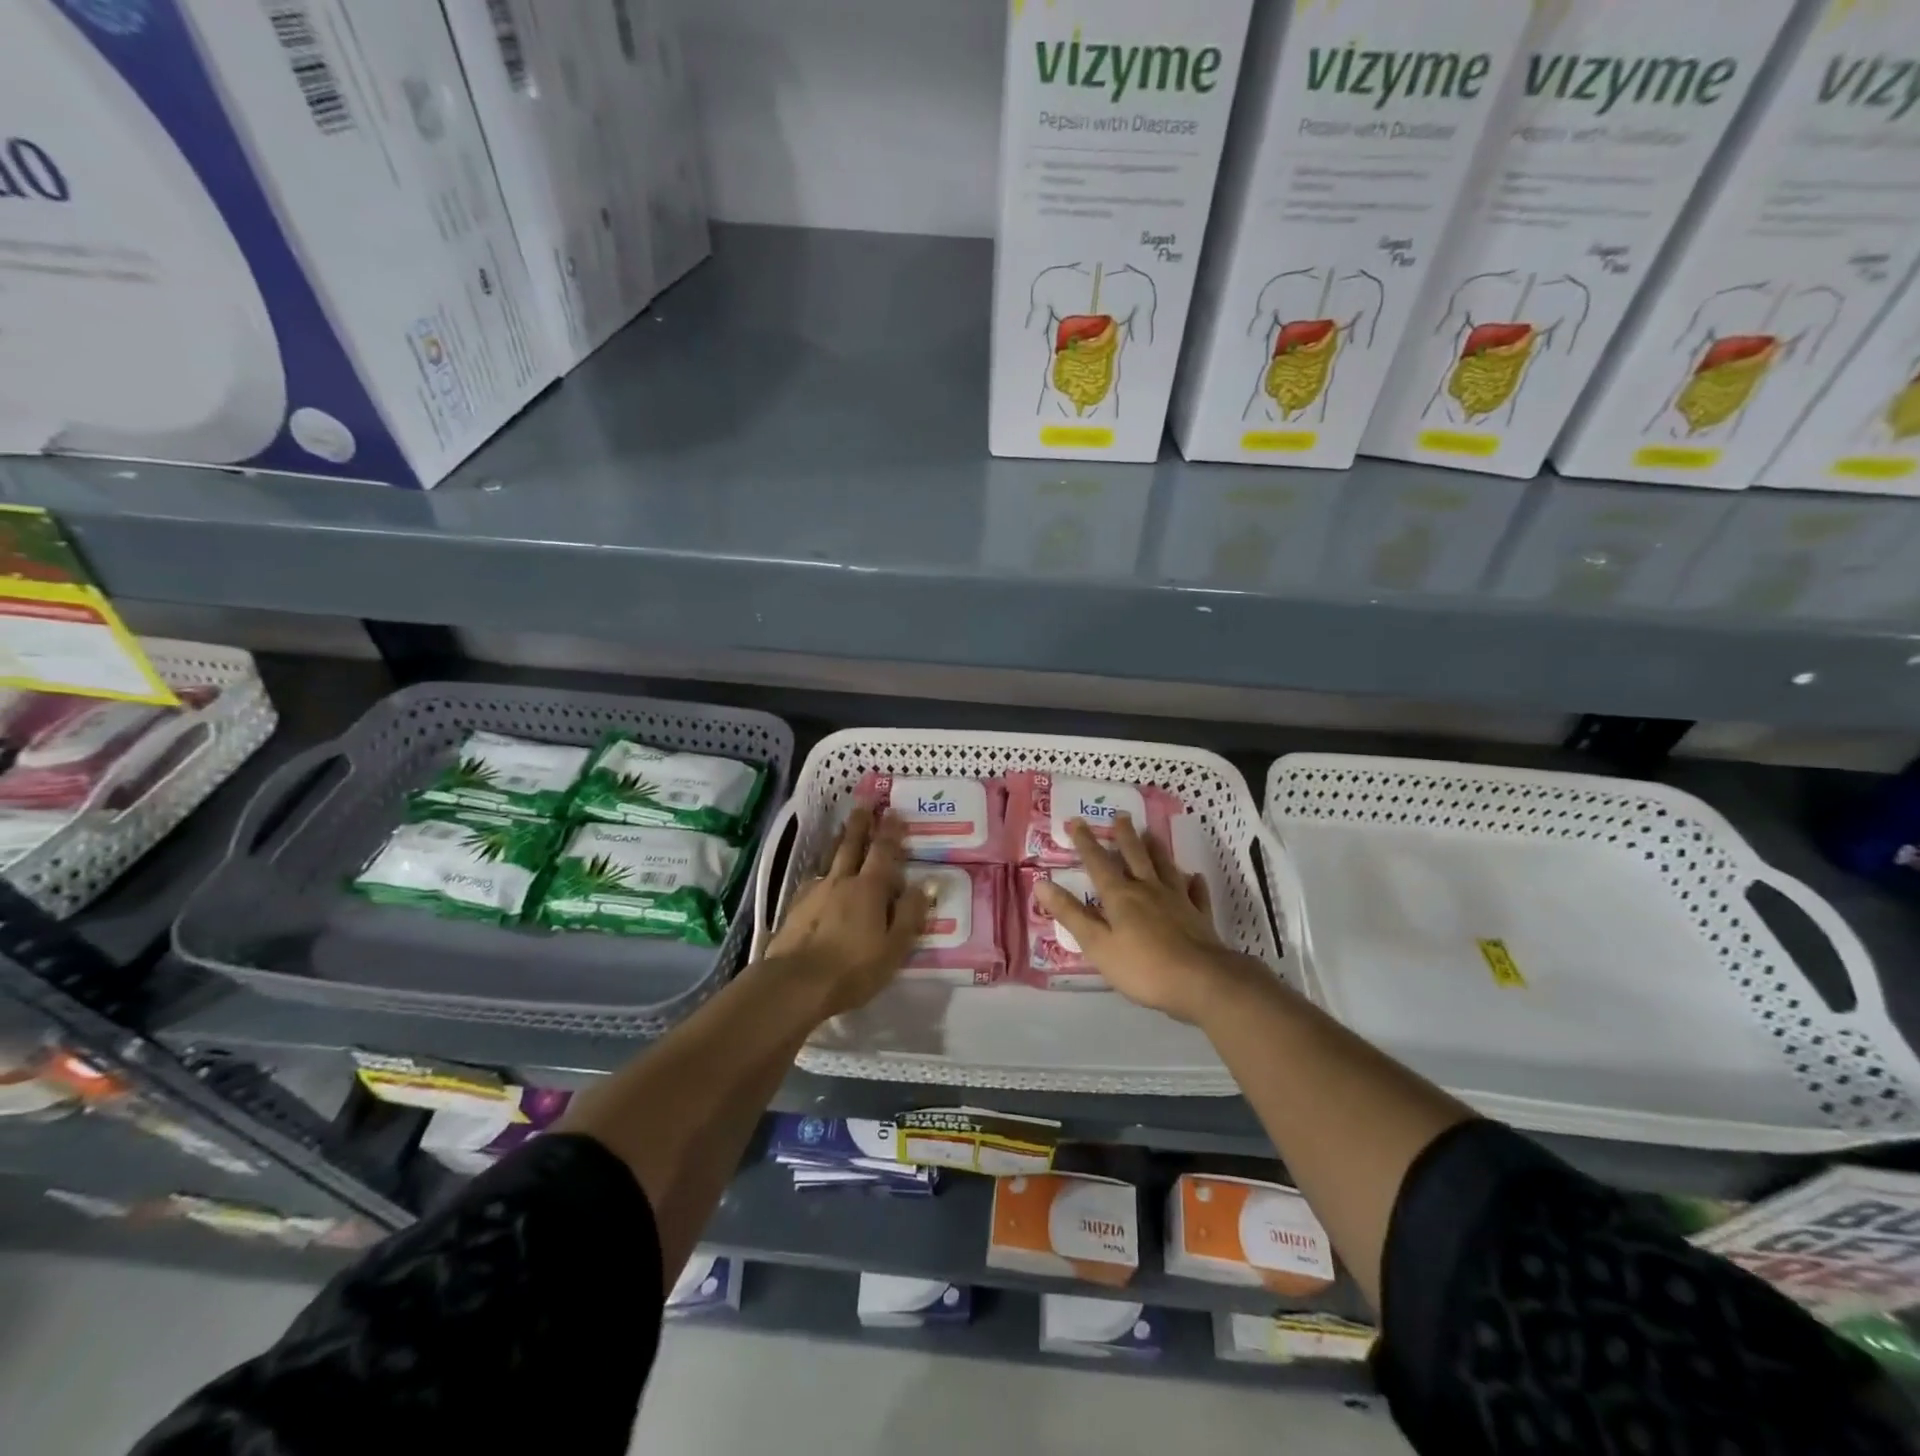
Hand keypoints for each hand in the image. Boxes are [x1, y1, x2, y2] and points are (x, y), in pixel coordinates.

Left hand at [765, 804, 931, 1018]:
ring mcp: (815, 892)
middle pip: (851, 845)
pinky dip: (821, 871)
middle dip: (860, 824)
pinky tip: (819, 876)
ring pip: (829, 859)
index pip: (883, 852)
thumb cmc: (853, 969)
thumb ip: (910, 914)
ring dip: (838, 840)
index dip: (890, 831)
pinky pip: (813, 879)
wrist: (795, 984)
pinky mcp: (796, 908)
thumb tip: (924, 884)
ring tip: (842, 828)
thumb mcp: (894, 947)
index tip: (894, 811)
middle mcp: (842, 882)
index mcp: (870, 889)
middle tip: (864, 803)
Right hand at [1035, 814, 1267, 1022]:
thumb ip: (1071, 914)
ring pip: (1165, 867)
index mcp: (1120, 896)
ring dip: (1156, 849)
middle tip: (1120, 815)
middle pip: (1135, 856)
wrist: (1202, 981)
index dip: (1085, 843)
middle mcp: (1148, 890)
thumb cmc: (1142, 967)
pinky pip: (1196, 894)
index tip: (1076, 821)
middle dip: (1124, 835)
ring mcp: (1178, 901)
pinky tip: (1194, 877)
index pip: (1098, 863)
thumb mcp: (1097, 945)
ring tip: (1151, 833)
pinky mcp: (1200, 917)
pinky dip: (1194, 883)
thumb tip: (1041, 883)